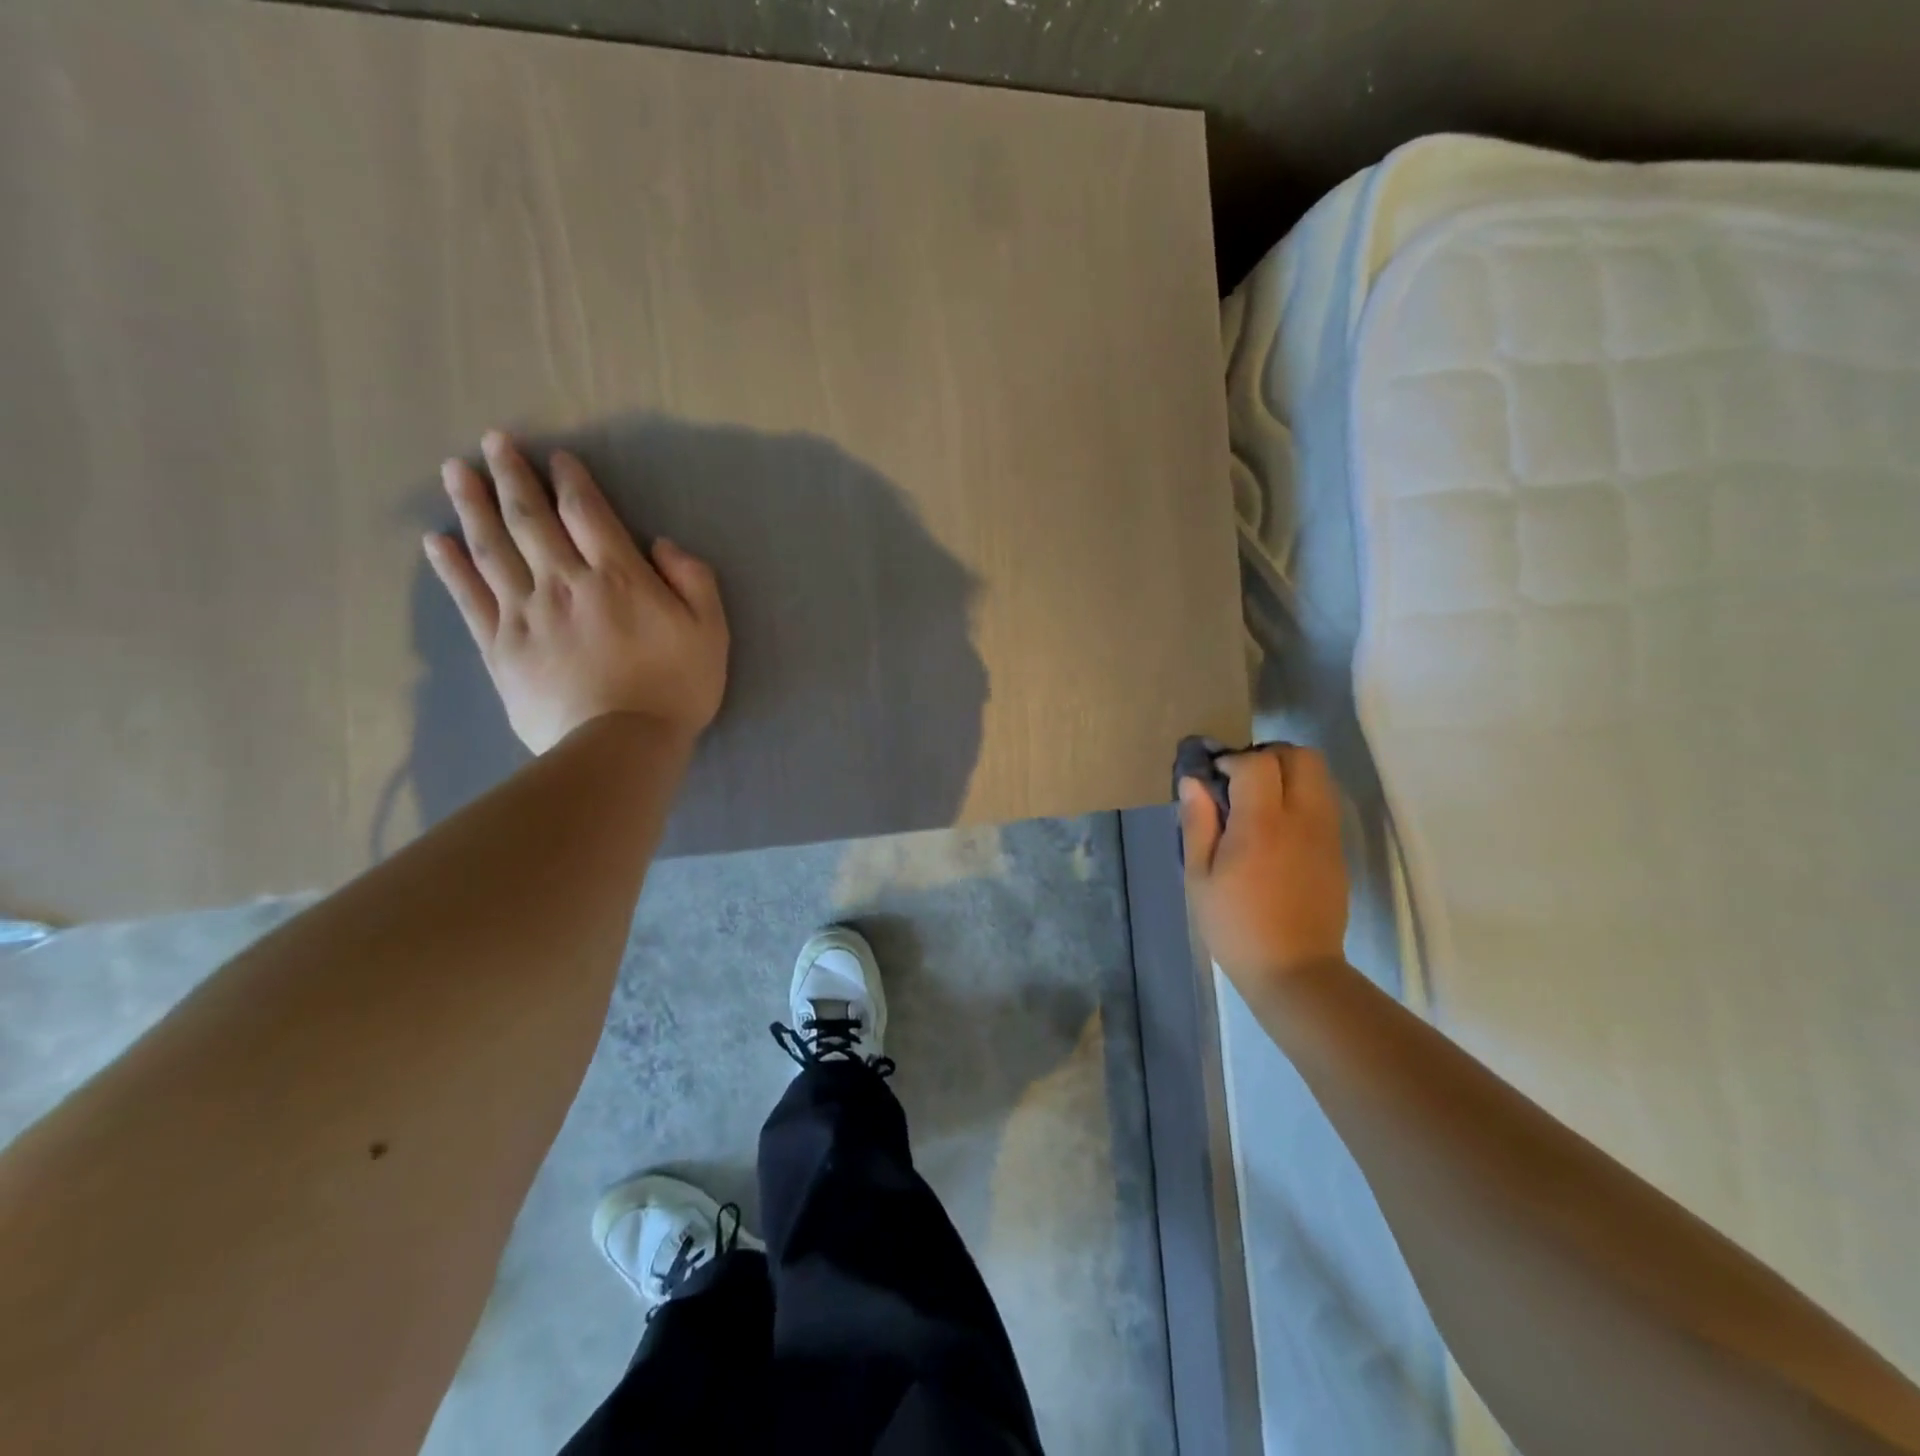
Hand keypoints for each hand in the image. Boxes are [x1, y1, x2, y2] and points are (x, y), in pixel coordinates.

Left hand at [424, 431, 728, 753]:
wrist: (622, 744)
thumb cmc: (676, 688)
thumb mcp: (711, 632)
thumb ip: (693, 580)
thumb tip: (662, 544)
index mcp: (617, 576)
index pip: (587, 513)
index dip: (571, 480)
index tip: (558, 458)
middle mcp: (564, 583)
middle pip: (531, 519)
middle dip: (512, 476)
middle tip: (493, 442)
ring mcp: (525, 614)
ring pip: (493, 548)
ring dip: (473, 505)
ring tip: (454, 470)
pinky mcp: (501, 647)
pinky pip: (470, 598)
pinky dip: (451, 567)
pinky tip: (436, 541)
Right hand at [1178, 745, 1348, 987]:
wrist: (1294, 970)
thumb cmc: (1235, 925)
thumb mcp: (1199, 876)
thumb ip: (1198, 822)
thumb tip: (1193, 781)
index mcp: (1262, 825)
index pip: (1258, 764)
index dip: (1233, 760)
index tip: (1214, 777)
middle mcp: (1303, 819)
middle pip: (1302, 756)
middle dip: (1269, 755)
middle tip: (1241, 779)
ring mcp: (1327, 834)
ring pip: (1320, 775)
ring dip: (1289, 773)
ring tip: (1259, 799)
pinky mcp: (1338, 850)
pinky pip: (1324, 802)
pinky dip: (1302, 796)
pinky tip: (1277, 826)